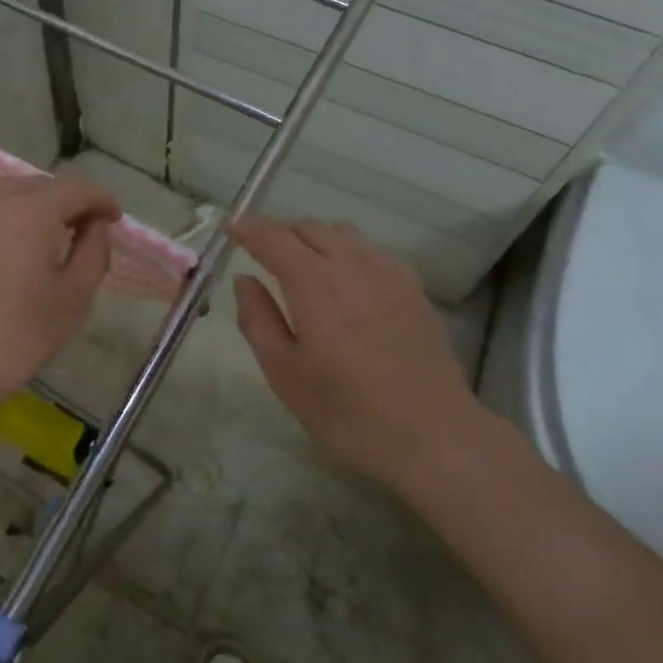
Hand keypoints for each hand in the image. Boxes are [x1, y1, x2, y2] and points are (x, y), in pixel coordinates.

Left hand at [0, 175, 120, 410]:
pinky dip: (12, 215)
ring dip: (39, 204)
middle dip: (70, 200)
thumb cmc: (18, 334)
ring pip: (12, 192)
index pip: (75, 188)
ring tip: (54, 234)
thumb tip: (96, 226)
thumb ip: (94, 252)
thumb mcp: (74, 297)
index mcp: (32, 210)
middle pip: (42, 184)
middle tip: (88, 229)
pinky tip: (19, 244)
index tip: (115, 220)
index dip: (101, 199)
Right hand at [230, 218, 479, 492]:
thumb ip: (257, 319)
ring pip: (342, 233)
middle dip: (278, 233)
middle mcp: (351, 265)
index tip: (229, 228)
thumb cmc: (347, 412)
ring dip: (314, 239)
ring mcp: (388, 272)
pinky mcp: (412, 287)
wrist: (432, 435)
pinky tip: (347, 279)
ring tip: (302, 265)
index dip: (247, 228)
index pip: (274, 237)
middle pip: (308, 228)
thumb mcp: (284, 374)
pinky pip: (372, 250)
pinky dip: (348, 251)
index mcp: (314, 284)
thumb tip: (244, 280)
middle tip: (260, 254)